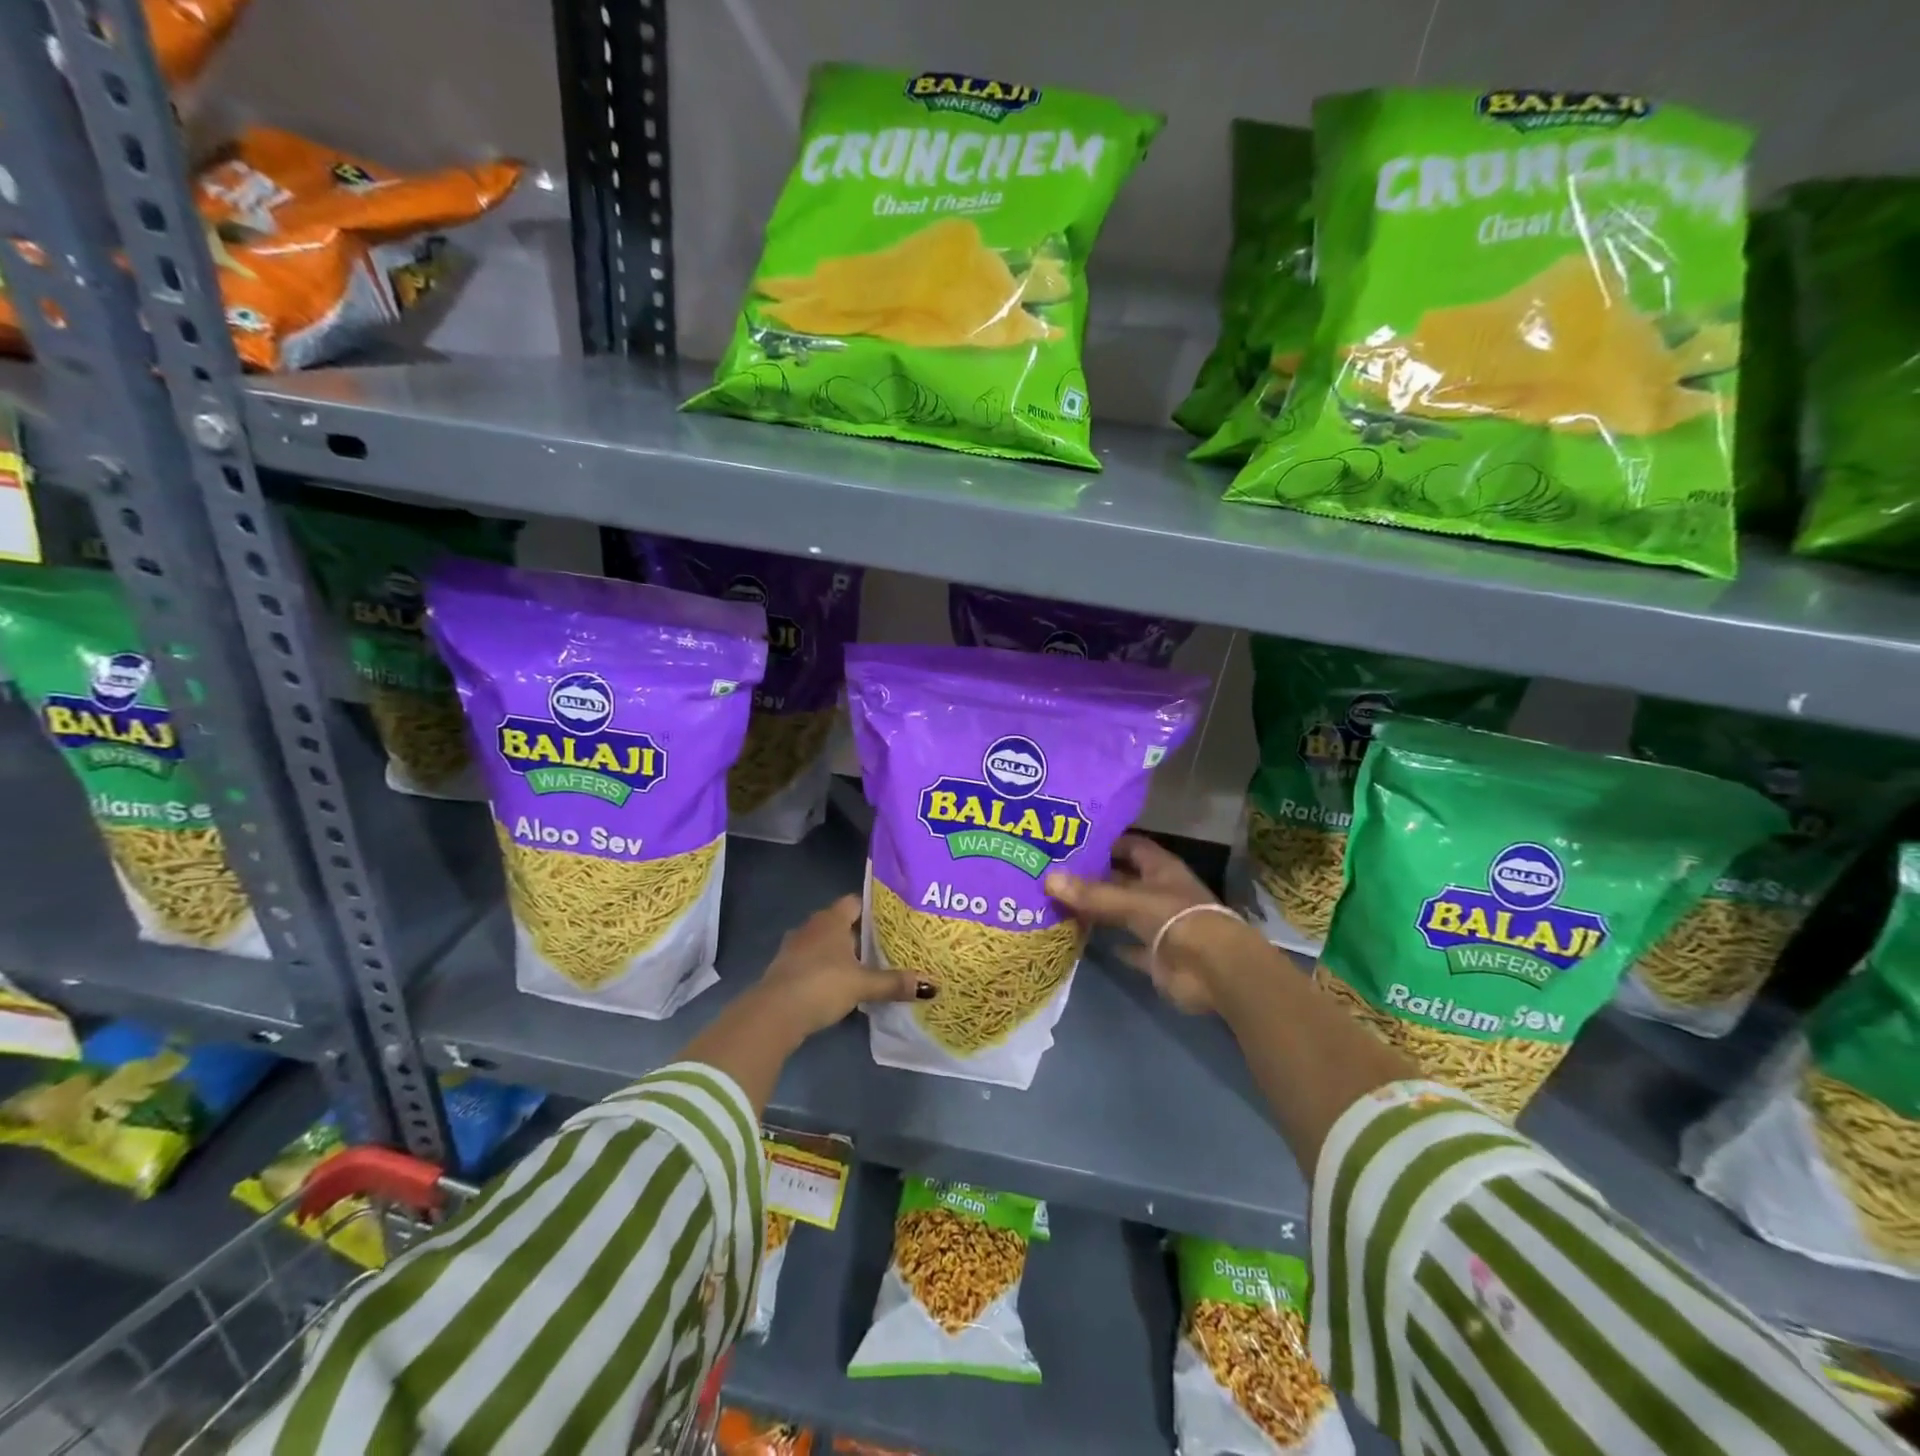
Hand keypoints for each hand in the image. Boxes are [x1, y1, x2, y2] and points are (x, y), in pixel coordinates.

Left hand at [754, 894, 934, 1039]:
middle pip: (839, 923)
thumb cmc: (821, 985)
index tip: (892, 919)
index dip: (872, 908)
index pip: (854, 902)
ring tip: (865, 966)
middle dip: (859, 933)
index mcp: (831, 920)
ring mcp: (794, 948)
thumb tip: (932, 984)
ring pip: (824, 943)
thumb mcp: (862, 985)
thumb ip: (894, 983)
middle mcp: (811, 927)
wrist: (773, 1014)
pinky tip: (839, 985)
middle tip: (885, 944)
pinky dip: (825, 969)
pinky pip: (811, 962)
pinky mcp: (785, 970)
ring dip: (840, 953)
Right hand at [1045, 834, 1257, 1014]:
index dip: (1106, 842)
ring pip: (1123, 912)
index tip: (1072, 841)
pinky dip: (1111, 945)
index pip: (1131, 846)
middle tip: (1054, 872)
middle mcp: (1159, 892)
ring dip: (1099, 910)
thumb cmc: (1177, 921)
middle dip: (1093, 877)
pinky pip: (1129, 946)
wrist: (1213, 972)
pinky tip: (1083, 940)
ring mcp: (1159, 924)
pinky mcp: (1156, 955)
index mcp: (1160, 869)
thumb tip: (1048, 878)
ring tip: (1058, 903)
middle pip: (1123, 879)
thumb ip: (1091, 893)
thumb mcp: (1131, 901)